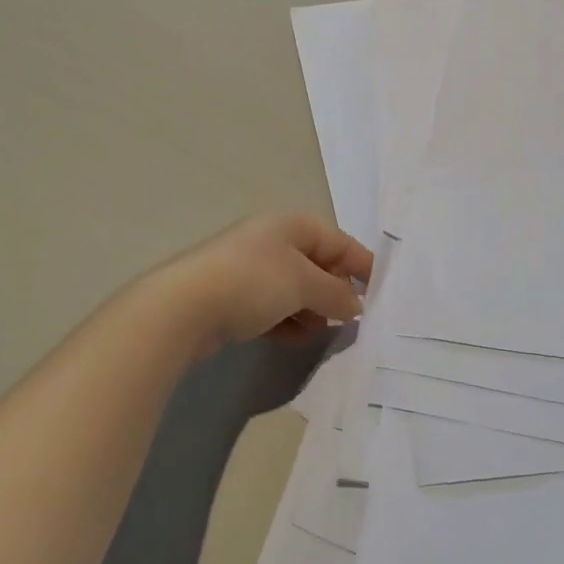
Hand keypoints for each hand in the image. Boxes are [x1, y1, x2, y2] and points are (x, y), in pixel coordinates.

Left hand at [153, 213, 373, 360]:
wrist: (183, 308)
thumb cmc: (252, 282)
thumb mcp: (303, 284)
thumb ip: (336, 293)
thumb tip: (356, 303)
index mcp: (291, 225)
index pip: (338, 241)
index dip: (361, 264)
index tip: (380, 293)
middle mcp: (272, 241)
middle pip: (318, 264)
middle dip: (335, 290)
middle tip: (349, 318)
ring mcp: (251, 270)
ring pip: (296, 289)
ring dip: (312, 310)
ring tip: (319, 332)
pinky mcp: (235, 298)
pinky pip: (274, 307)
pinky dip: (288, 320)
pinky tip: (292, 338)